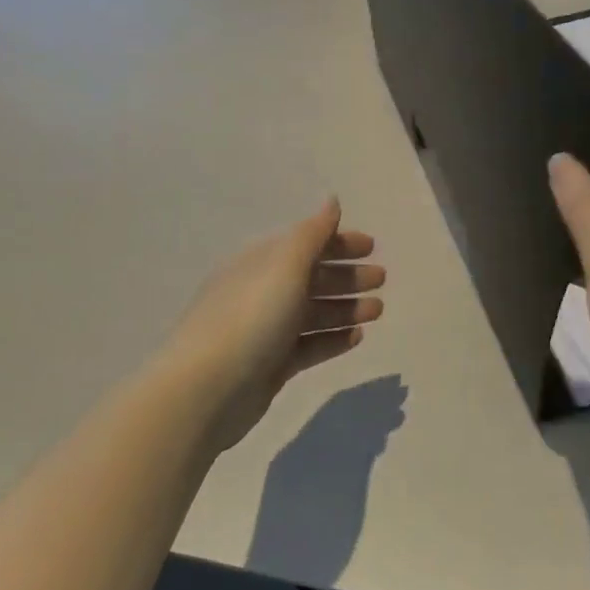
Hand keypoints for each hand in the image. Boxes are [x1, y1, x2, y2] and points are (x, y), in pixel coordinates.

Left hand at [156, 198, 384, 451]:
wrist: (208, 389)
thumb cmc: (251, 316)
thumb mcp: (285, 266)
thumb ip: (313, 234)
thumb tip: (331, 200)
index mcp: (260, 263)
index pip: (304, 244)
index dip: (338, 243)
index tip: (372, 247)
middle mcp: (262, 292)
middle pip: (311, 278)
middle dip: (347, 276)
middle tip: (381, 279)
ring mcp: (266, 331)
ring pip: (313, 313)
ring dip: (346, 308)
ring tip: (378, 310)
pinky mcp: (271, 366)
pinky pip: (309, 346)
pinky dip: (333, 339)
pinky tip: (358, 337)